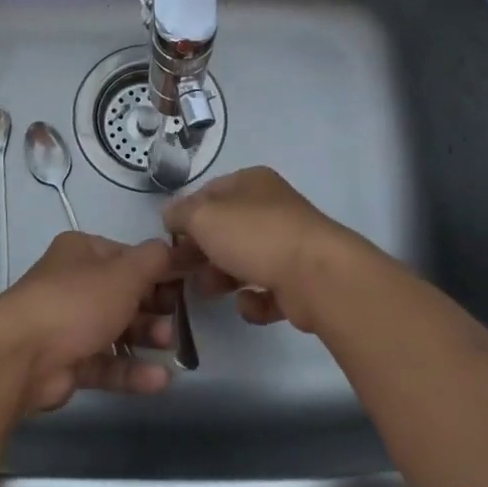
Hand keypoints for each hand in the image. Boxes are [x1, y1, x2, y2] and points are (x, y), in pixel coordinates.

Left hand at [0, 232, 178, 413]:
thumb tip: (176, 249)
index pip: (128, 256)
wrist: (21, 356)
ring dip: (145, 337)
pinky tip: (160, 380)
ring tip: (168, 346)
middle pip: (123, 294)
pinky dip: (131, 370)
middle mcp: (73, 283)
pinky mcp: (67, 362)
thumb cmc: (77, 302)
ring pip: (116, 329)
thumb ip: (156, 260)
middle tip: (177, 320)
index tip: (187, 284)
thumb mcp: (125, 273)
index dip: (158, 270)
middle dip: (154, 307)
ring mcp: (68, 324)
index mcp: (82, 252)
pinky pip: (106, 363)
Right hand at [163, 166, 378, 332]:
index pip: (209, 193)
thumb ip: (180, 214)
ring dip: (222, 276)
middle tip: (182, 270)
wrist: (318, 276)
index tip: (170, 240)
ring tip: (209, 291)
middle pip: (226, 228)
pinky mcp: (300, 281)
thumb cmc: (255, 236)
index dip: (186, 214)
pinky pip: (267, 290)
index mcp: (251, 183)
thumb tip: (170, 215)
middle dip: (201, 250)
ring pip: (245, 259)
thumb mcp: (204, 217)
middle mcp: (271, 208)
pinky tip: (248, 304)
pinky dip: (254, 300)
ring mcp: (288, 244)